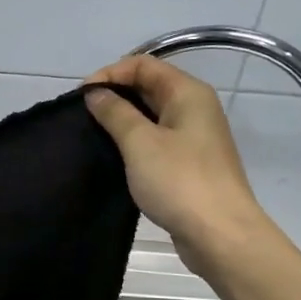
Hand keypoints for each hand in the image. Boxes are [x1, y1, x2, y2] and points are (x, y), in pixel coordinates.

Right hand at [83, 56, 275, 278]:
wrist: (220, 234)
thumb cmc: (180, 181)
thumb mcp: (140, 143)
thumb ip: (115, 113)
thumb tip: (95, 93)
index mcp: (188, 93)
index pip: (143, 65)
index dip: (110, 74)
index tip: (81, 97)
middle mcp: (194, 109)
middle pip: (149, 87)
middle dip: (114, 96)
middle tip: (82, 117)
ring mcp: (193, 138)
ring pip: (151, 116)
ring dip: (122, 121)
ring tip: (92, 135)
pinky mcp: (188, 164)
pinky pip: (156, 142)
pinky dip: (134, 143)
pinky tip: (114, 158)